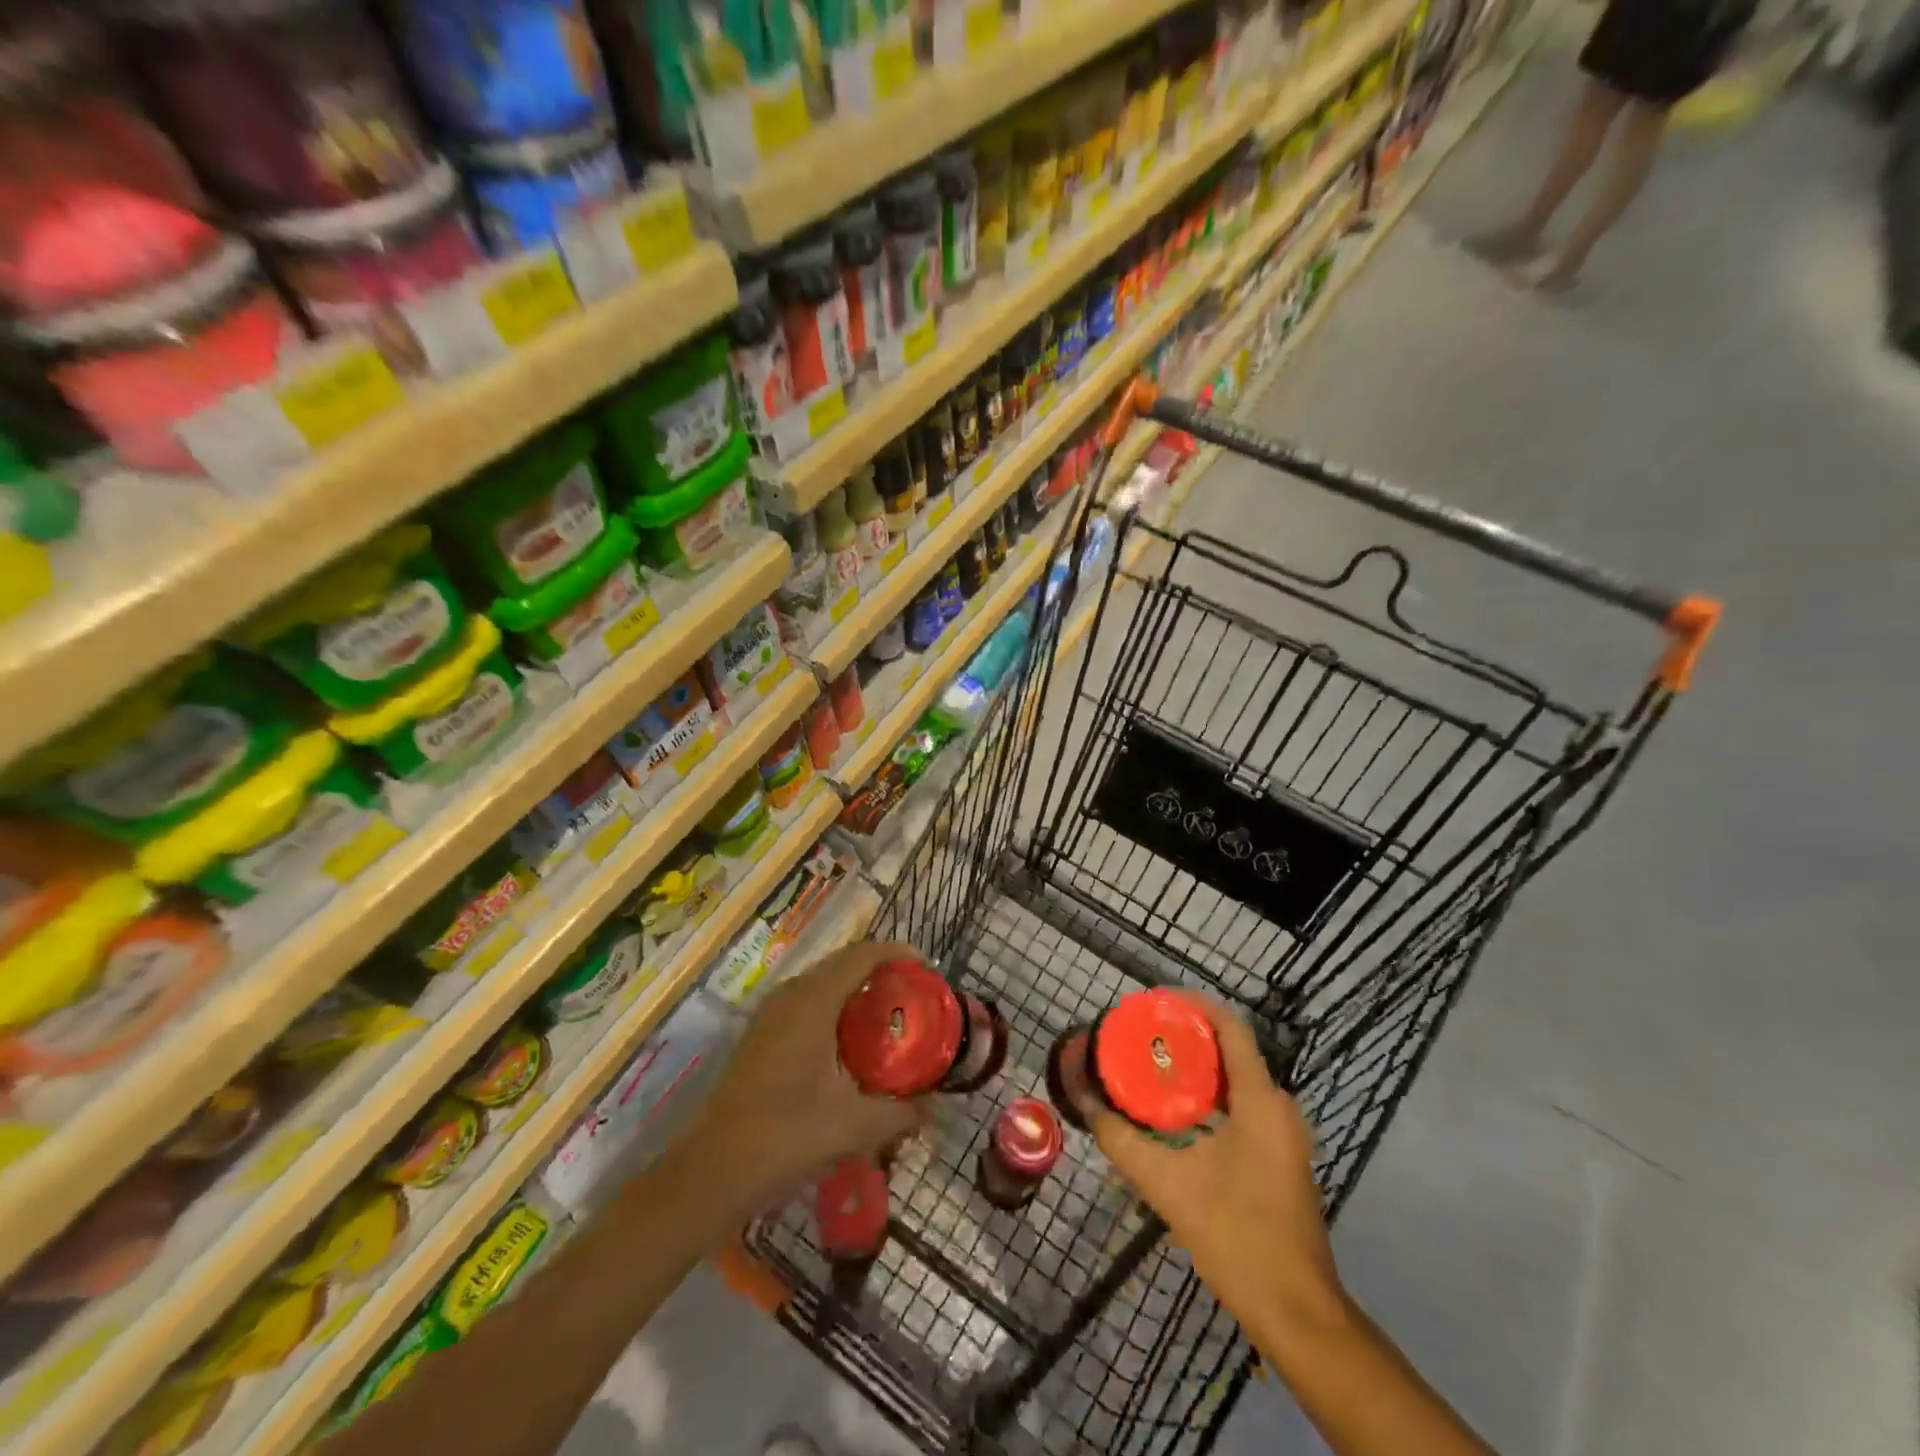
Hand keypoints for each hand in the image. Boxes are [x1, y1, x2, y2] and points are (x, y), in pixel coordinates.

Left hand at [678, 941, 923, 1213]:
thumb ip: (900, 1113)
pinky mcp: (760, 1036)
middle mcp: (790, 996)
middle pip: (841, 964)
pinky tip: (849, 1044)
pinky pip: (806, 1003)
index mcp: (813, 1001)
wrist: (711, 1172)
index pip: (860, 956)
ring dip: (854, 990)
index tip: (926, 967)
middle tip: (912, 993)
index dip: (895, 953)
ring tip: (887, 1014)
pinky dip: (834, 1008)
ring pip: (821, 984)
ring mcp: (770, 1015)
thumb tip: (933, 1107)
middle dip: (879, 971)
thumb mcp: (854, 1127)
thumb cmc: (786, 1137)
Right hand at [1088, 996, 1345, 1332]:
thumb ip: (1120, 1139)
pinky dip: (1208, 1093)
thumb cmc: (1236, 1237)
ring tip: (1148, 1063)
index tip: (1151, 1002)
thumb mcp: (1167, 1184)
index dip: (1191, 1004)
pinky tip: (1173, 1108)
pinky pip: (1242, 1102)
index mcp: (1261, 1100)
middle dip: (1184, 1034)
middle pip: (1230, 1048)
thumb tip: (1081, 1097)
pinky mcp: (1279, 1153)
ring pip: (1235, 1077)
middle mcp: (1278, 1106)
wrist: (1295, 1312)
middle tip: (1139, 1034)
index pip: (1229, 1026)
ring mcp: (1283, 1132)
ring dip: (1195, 1065)